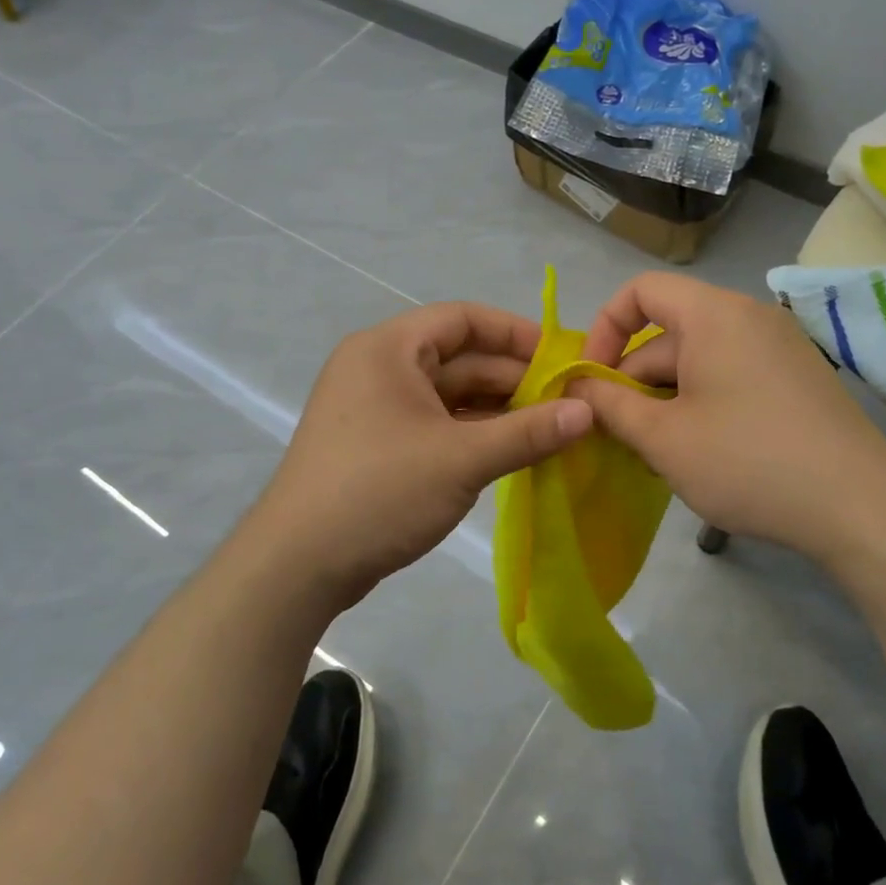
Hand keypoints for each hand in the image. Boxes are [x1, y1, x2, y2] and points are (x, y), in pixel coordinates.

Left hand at [245, 301, 593, 607]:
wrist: (298, 565)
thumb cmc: (379, 492)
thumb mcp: (461, 459)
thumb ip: (528, 433)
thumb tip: (588, 412)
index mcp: (389, 349)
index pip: (462, 319)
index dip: (516, 333)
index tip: (562, 357)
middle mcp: (379, 367)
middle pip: (459, 358)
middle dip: (513, 379)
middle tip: (568, 402)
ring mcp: (376, 408)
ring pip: (449, 395)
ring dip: (498, 410)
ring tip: (551, 428)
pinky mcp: (378, 444)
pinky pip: (436, 423)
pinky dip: (473, 433)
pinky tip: (513, 450)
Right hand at [566, 273, 885, 560]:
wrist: (861, 509)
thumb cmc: (747, 462)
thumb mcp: (663, 437)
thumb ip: (610, 404)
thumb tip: (578, 386)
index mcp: (713, 314)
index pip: (640, 290)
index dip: (604, 329)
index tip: (592, 381)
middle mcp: (749, 317)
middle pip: (668, 333)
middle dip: (634, 380)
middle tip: (617, 436)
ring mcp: (779, 348)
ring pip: (699, 360)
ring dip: (665, 399)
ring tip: (656, 454)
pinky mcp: (797, 379)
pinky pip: (731, 376)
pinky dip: (701, 404)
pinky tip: (699, 453)